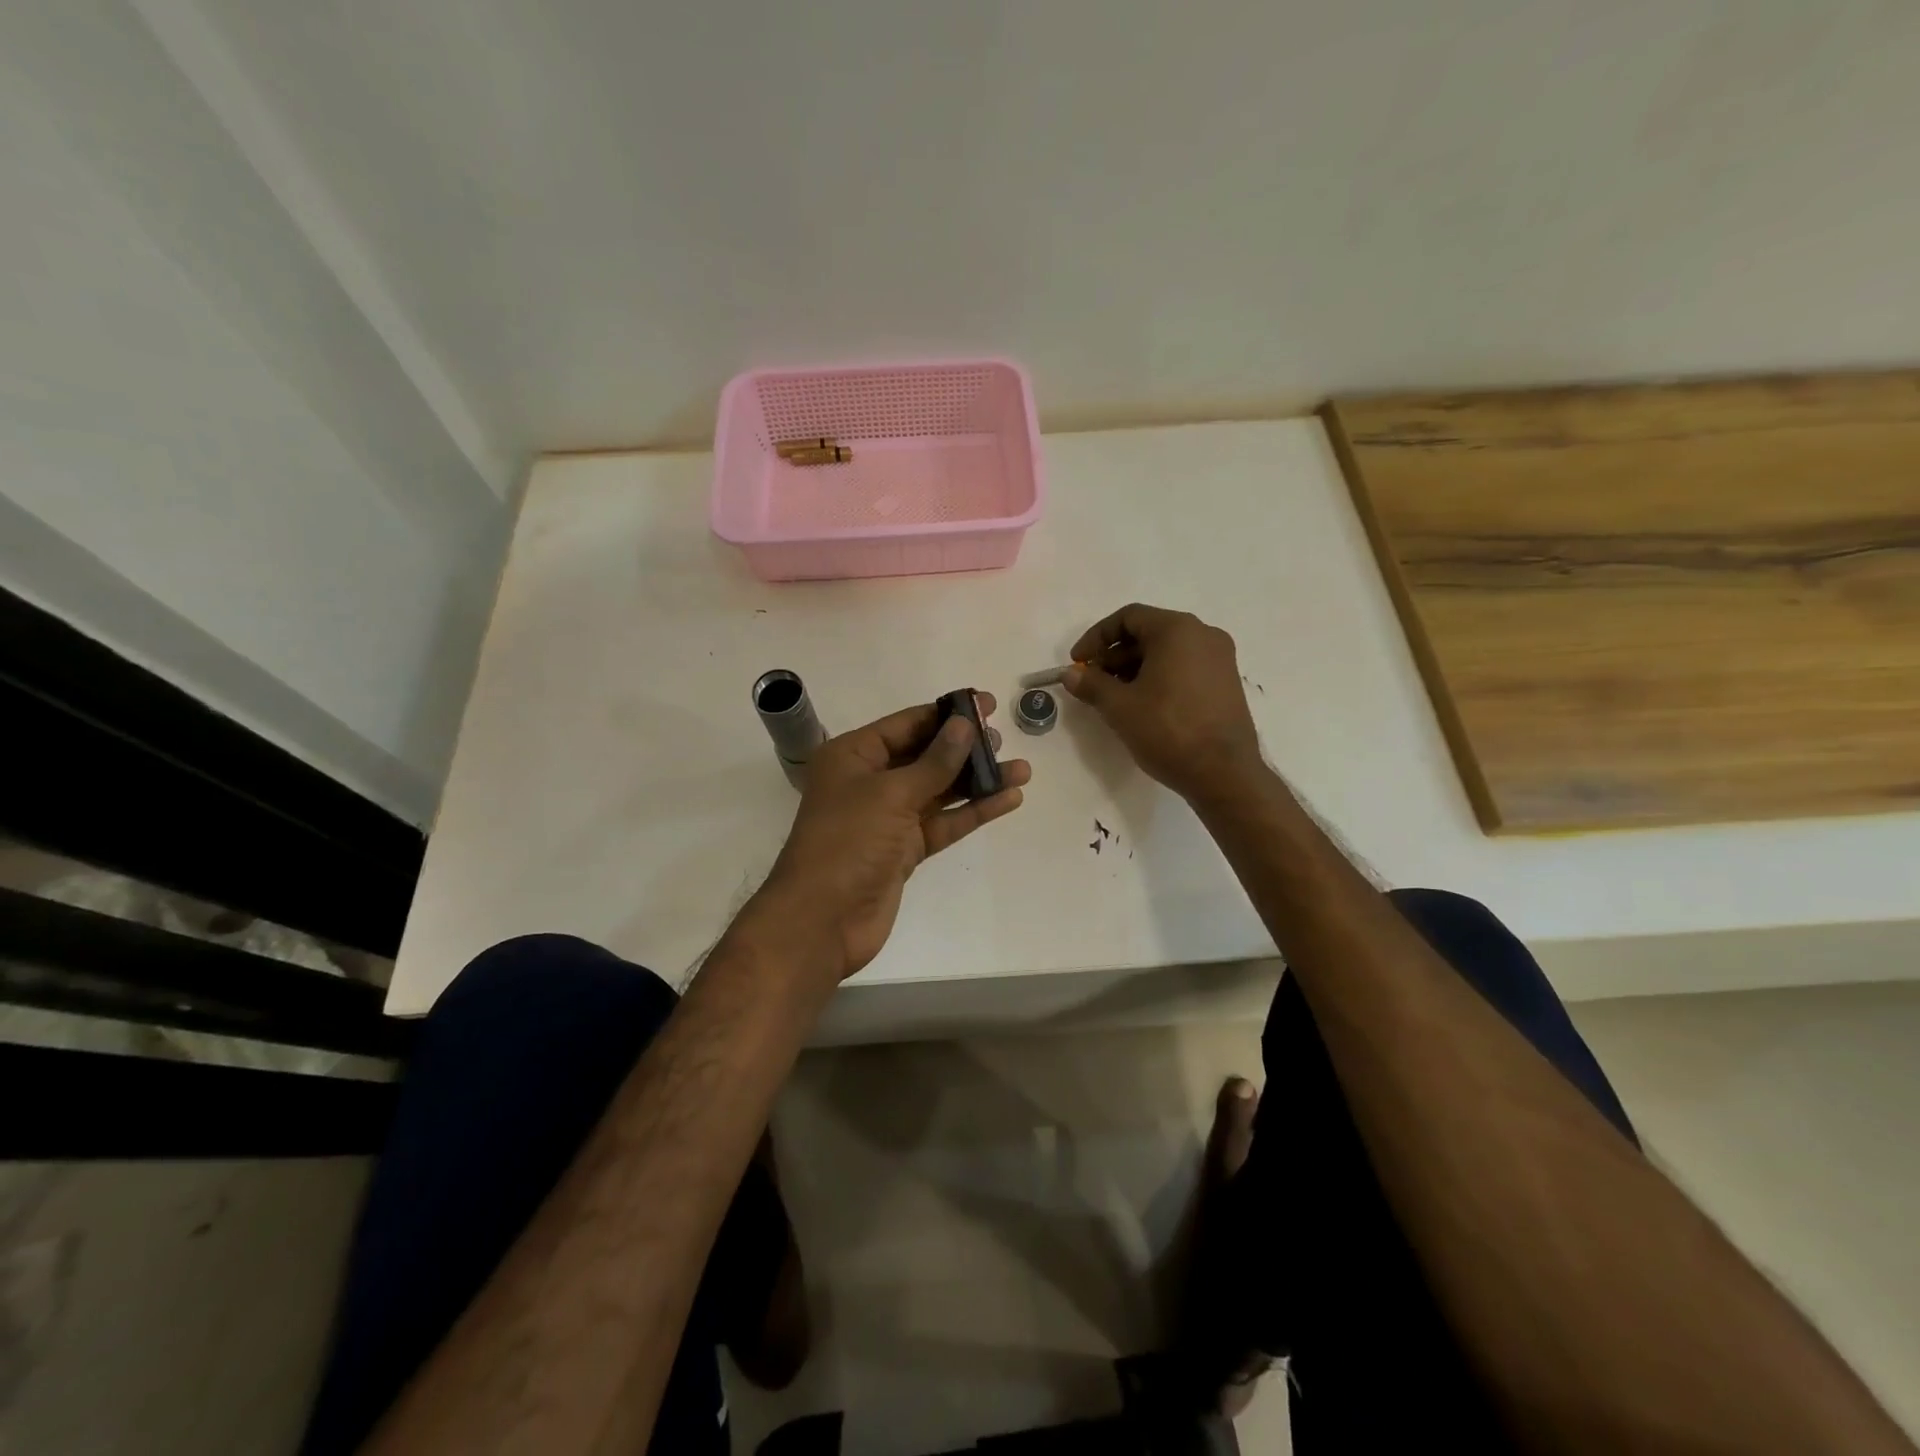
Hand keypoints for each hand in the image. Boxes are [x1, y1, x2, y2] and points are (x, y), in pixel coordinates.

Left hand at [752, 696, 1029, 982]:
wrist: (822, 921)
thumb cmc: (847, 842)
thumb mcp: (890, 794)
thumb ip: (934, 762)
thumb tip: (965, 725)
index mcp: (853, 756)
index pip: (906, 725)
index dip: (946, 714)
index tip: (986, 704)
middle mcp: (870, 782)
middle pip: (925, 756)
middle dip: (964, 747)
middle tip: (1004, 738)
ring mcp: (888, 818)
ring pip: (940, 791)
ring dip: (977, 781)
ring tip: (1021, 769)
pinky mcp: (905, 850)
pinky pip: (944, 822)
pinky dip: (973, 811)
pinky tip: (1007, 799)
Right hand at [1063, 604, 1262, 802]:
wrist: (1223, 773)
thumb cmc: (1168, 730)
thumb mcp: (1119, 706)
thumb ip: (1091, 684)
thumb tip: (1071, 674)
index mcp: (1178, 630)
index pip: (1128, 617)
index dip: (1096, 637)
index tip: (1078, 662)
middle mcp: (1203, 635)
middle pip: (1148, 632)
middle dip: (1114, 655)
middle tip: (1092, 682)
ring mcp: (1220, 659)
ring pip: (1167, 651)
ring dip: (1135, 668)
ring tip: (1114, 697)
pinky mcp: (1226, 683)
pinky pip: (1184, 667)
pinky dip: (1159, 677)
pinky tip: (1143, 705)